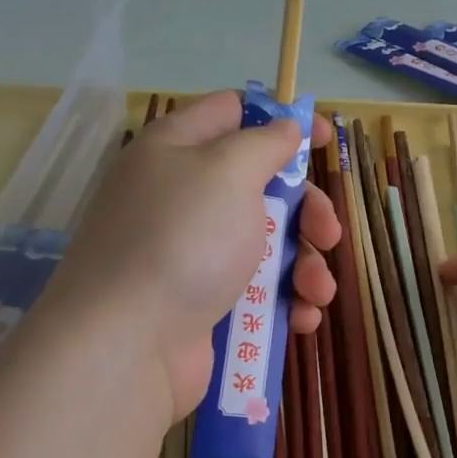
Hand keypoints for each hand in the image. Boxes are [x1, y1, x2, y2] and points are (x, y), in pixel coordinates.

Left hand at [37, 91, 341, 421]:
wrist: (128, 345)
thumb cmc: (183, 240)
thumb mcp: (229, 171)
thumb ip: (265, 143)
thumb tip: (285, 128)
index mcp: (178, 149)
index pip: (232, 112)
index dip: (281, 119)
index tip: (322, 137)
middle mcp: (182, 196)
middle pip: (262, 185)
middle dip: (306, 210)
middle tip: (328, 233)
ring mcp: (191, 252)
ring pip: (267, 242)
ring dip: (305, 264)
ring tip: (317, 290)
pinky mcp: (202, 302)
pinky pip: (256, 289)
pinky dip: (284, 300)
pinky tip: (302, 317)